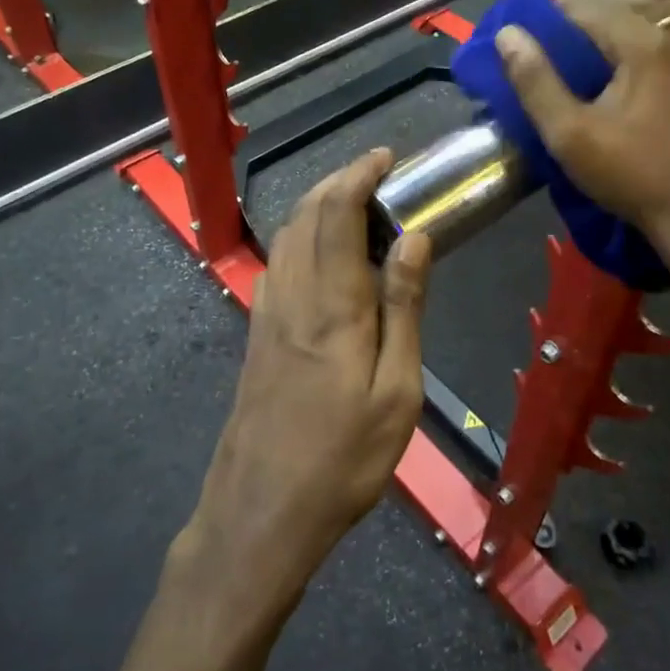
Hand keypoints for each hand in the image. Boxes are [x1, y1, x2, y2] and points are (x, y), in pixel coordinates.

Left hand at [182, 149, 430, 613]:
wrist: (260, 513)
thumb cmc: (342, 460)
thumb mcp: (396, 392)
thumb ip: (403, 309)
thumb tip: (414, 239)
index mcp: (332, 305)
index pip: (337, 214)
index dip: (359, 175)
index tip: (386, 157)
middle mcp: (292, 295)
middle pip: (306, 215)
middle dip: (339, 182)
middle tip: (376, 176)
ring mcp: (266, 314)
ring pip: (286, 236)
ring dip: (317, 207)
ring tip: (354, 207)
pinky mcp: (255, 334)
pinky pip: (277, 265)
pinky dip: (300, 239)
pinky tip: (320, 258)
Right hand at [495, 0, 669, 241]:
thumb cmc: (629, 174)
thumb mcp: (568, 134)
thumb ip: (535, 81)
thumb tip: (508, 34)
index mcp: (644, 43)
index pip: (585, 7)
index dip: (549, 17)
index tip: (526, 39)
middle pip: (618, 1)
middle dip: (580, 14)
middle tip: (550, 44)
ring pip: (648, 7)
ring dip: (612, 15)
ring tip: (583, 40)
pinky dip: (644, 23)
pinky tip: (628, 44)